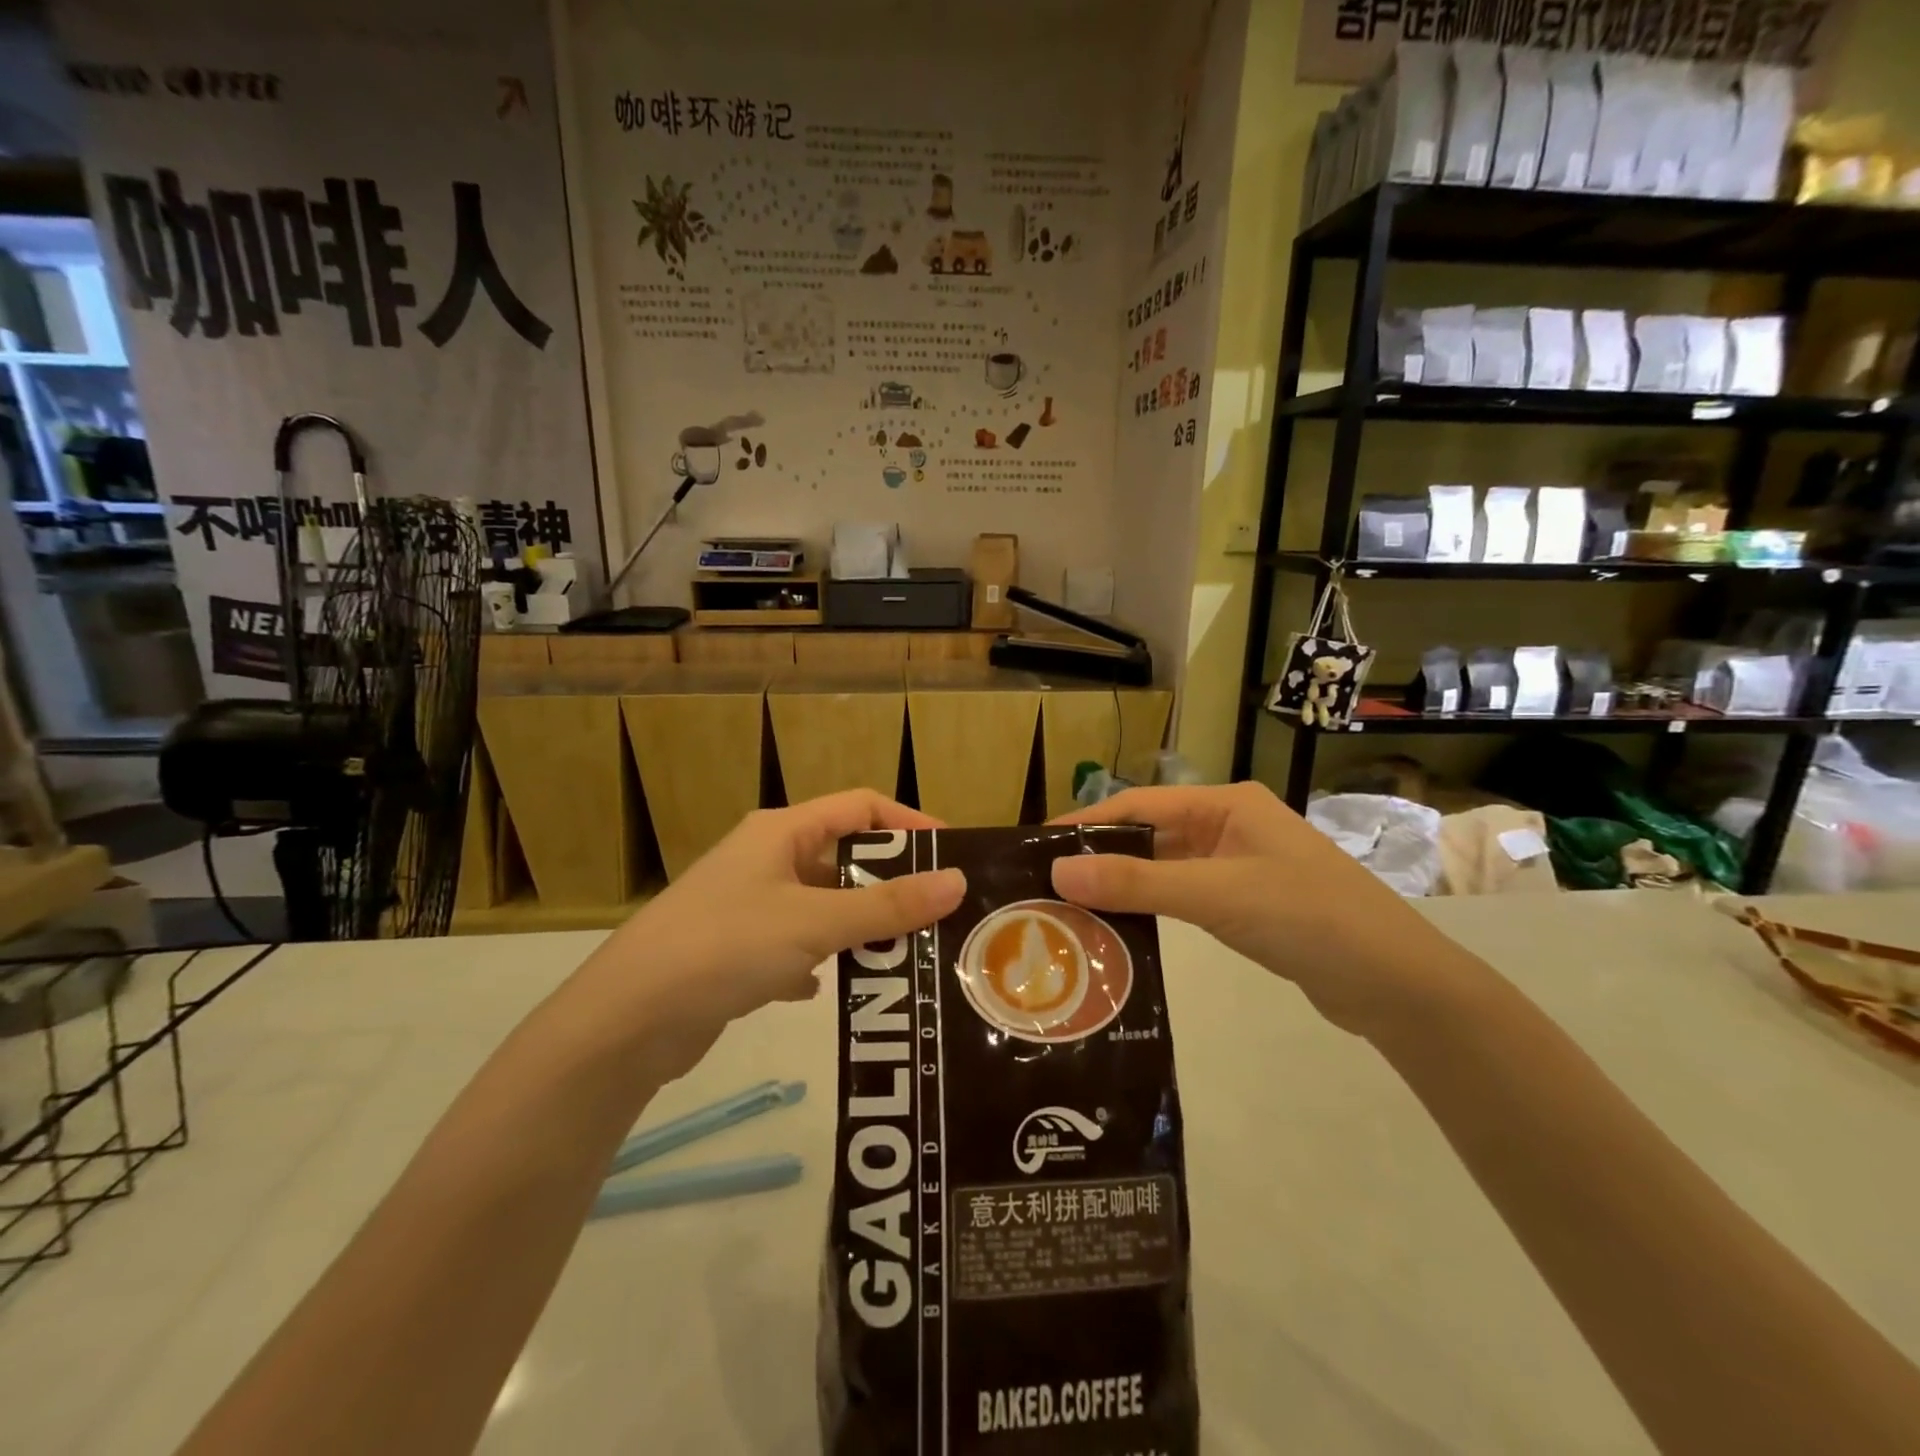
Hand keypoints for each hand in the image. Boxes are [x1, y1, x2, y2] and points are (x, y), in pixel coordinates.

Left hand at [584, 791, 964, 1074]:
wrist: (626, 1021)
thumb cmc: (726, 946)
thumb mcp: (815, 922)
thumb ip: (888, 906)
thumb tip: (958, 881)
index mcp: (782, 832)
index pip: (861, 806)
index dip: (909, 824)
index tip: (951, 855)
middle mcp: (765, 859)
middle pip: (844, 857)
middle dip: (890, 884)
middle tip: (938, 915)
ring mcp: (748, 906)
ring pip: (821, 905)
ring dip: (859, 927)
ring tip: (905, 955)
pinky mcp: (736, 952)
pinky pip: (795, 945)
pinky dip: (819, 961)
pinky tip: (834, 988)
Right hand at [1049, 783, 1464, 1038]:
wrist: (1395, 983)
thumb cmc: (1307, 917)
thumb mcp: (1216, 895)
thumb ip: (1138, 883)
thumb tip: (1058, 873)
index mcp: (1226, 804)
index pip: (1139, 804)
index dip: (1087, 823)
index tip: (1037, 847)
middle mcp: (1228, 825)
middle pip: (1149, 834)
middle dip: (1101, 856)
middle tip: (1046, 885)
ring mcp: (1238, 865)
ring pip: (1164, 867)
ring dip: (1123, 885)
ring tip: (1070, 909)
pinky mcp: (1244, 902)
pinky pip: (1183, 895)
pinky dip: (1151, 907)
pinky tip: (1119, 929)